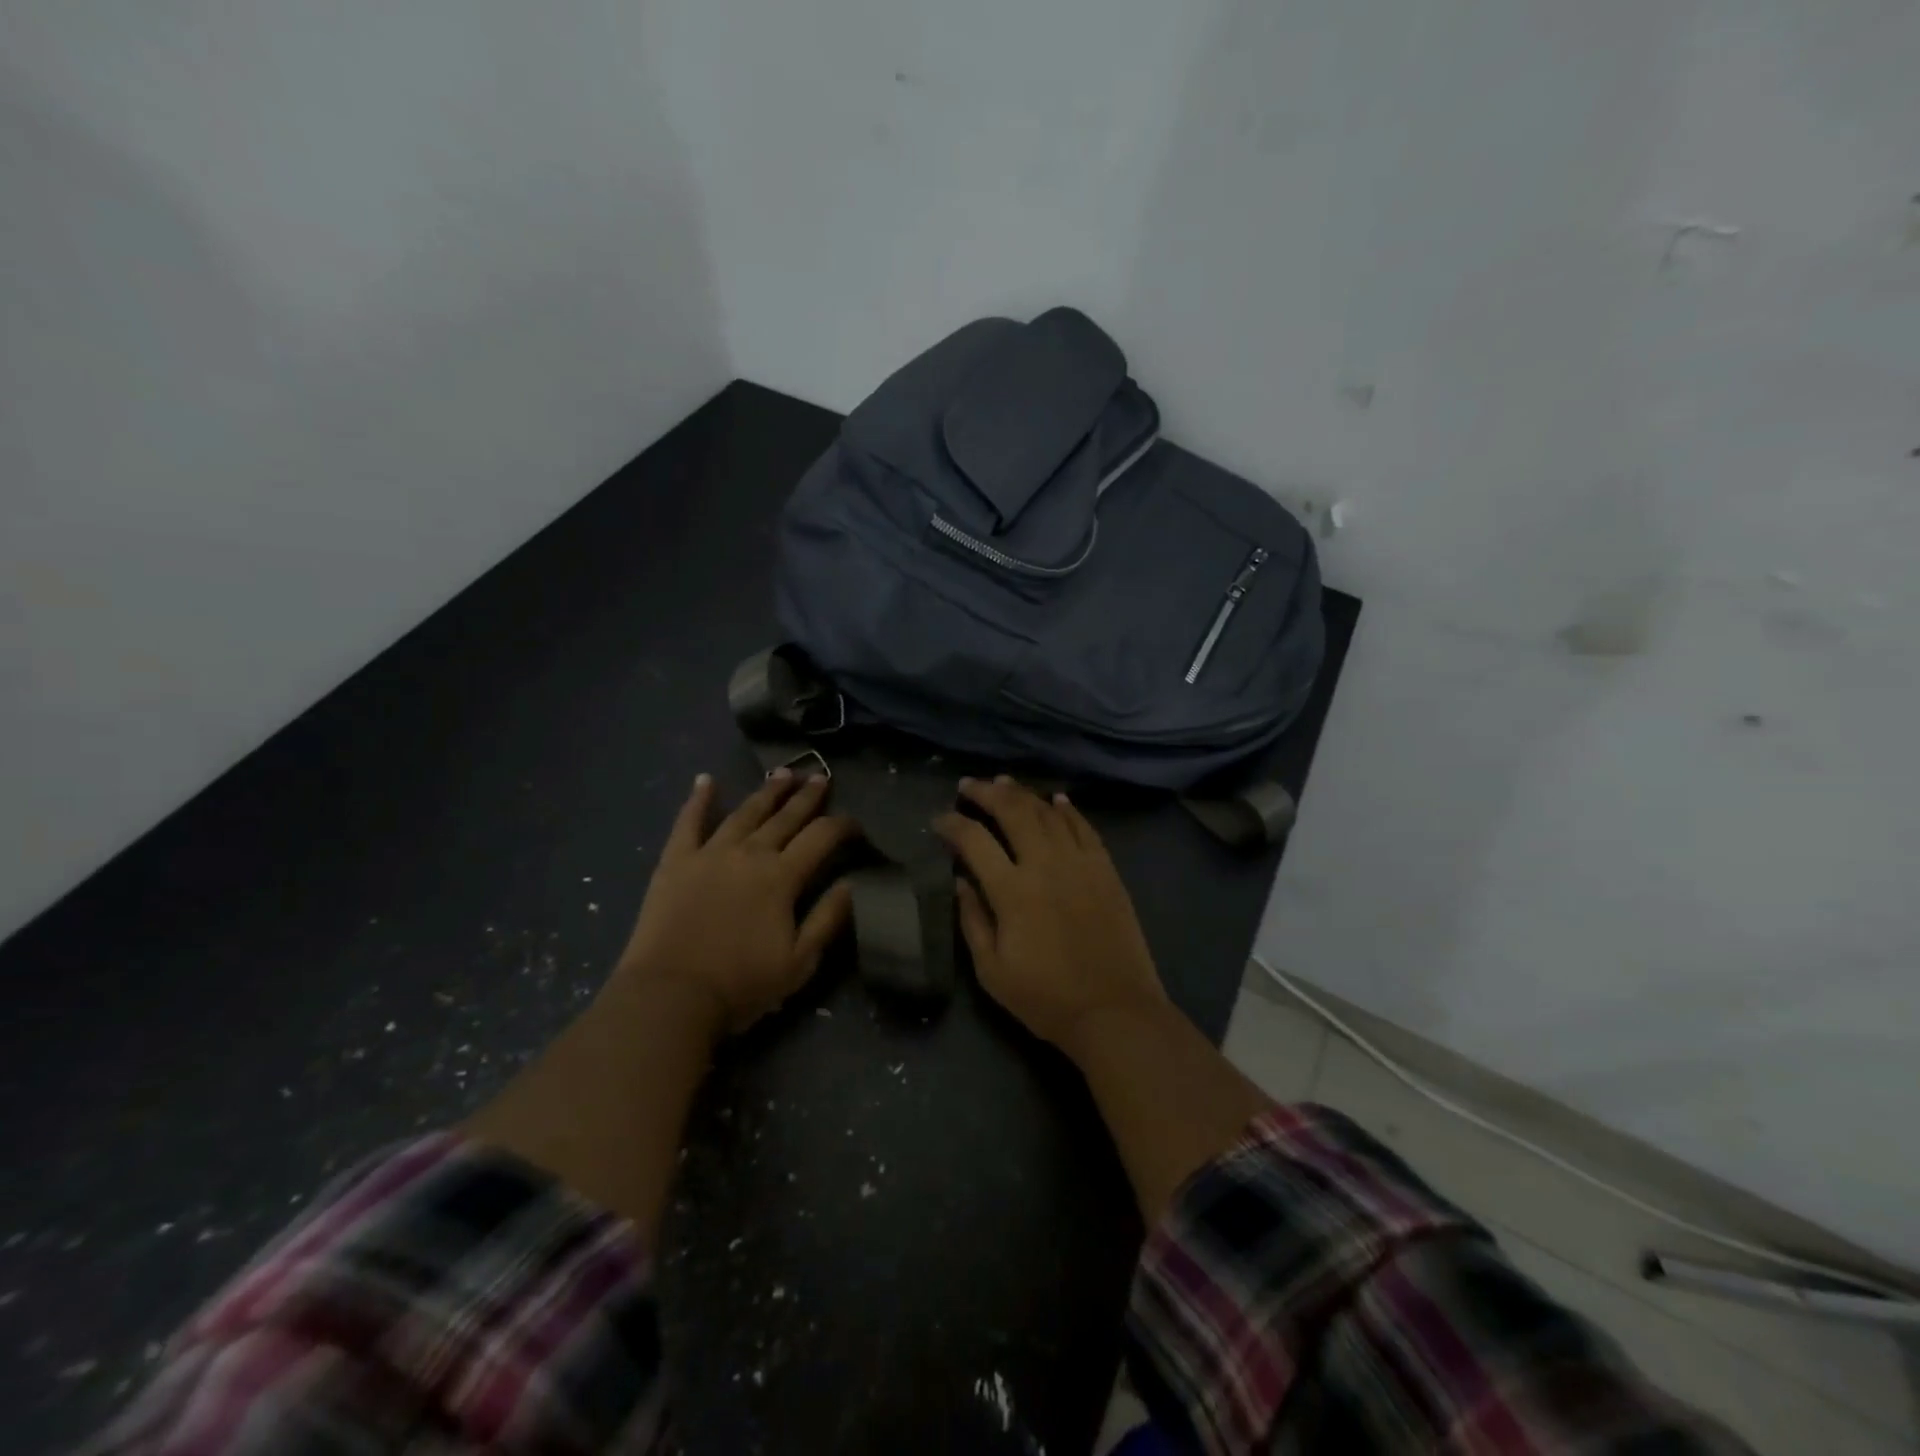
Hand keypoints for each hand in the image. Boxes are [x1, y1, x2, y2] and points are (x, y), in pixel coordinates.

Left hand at [613, 770, 858, 1034]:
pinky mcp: (676, 861)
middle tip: (820, 778)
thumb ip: (828, 919)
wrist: (670, 996)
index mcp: (782, 876)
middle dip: (807, 796)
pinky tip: (706, 780)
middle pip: (785, 816)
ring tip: (783, 773)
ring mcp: (710, 852)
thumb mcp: (799, 962)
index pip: (822, 837)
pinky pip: (688, 822)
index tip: (855, 824)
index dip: (843, 825)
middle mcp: (750, 853)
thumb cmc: (741, 985)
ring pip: (745, 812)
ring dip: (767, 791)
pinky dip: (699, 799)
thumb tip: (852, 883)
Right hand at [934, 776, 1166, 1050]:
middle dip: (986, 792)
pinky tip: (1056, 800)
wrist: (1115, 1011)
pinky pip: (1084, 828)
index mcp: (1012, 891)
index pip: (974, 840)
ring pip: (1048, 812)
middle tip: (968, 786)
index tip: (938, 820)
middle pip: (1013, 811)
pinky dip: (1067, 810)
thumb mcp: (992, 971)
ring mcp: (1080, 863)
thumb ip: (973, 921)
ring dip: (1023, 794)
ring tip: (1004, 783)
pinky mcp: (1106, 870)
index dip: (952, 824)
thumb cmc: (1046, 998)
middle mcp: (1045, 865)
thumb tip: (960, 882)